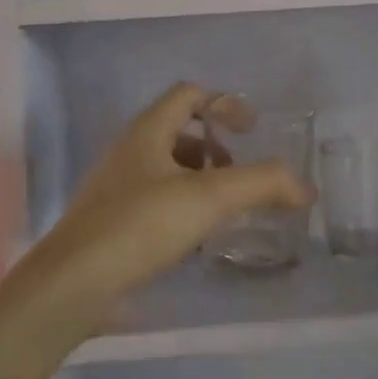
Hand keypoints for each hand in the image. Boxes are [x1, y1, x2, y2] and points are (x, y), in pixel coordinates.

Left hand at [27, 84, 311, 316]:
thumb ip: (262, 184)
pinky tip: (197, 239)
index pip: (189, 94)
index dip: (225, 103)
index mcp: (148, 130)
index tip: (253, 129)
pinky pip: (156, 200)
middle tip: (239, 176)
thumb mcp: (210, 198)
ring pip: (168, 168)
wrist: (72, 285)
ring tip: (224, 210)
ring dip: (201, 180)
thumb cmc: (140, 226)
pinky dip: (183, 208)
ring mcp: (116, 187)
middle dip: (216, 148)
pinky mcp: (112, 222)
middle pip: (180, 130)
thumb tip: (305, 187)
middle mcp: (130, 150)